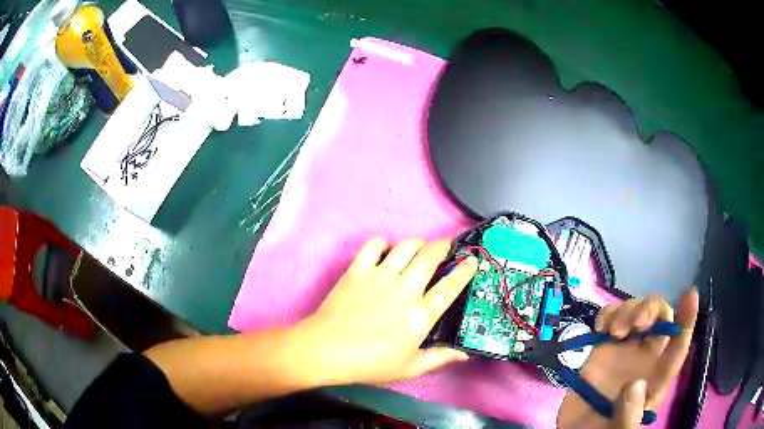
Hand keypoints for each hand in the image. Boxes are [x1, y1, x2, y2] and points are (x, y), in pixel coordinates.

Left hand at [297, 238, 477, 385]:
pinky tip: (386, 251)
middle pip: (431, 256)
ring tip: (420, 247)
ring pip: (407, 246)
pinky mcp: (358, 269)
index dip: (466, 269)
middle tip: (446, 246)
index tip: (472, 260)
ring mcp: (381, 275)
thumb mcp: (410, 368)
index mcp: (421, 314)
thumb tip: (464, 355)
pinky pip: (374, 245)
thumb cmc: (370, 363)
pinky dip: (383, 243)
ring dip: (418, 243)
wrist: (328, 350)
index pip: (451, 285)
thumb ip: (439, 358)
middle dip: (443, 246)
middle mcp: (406, 288)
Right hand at [558, 288, 698, 427]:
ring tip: (612, 331)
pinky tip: (600, 327)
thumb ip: (629, 416)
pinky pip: (610, 319)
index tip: (690, 295)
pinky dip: (607, 314)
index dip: (687, 319)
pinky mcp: (602, 348)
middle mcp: (646, 356)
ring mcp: (624, 350)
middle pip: (659, 317)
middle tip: (635, 324)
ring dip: (628, 310)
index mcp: (657, 375)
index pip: (678, 344)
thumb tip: (635, 385)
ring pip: (636, 312)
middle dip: (651, 309)